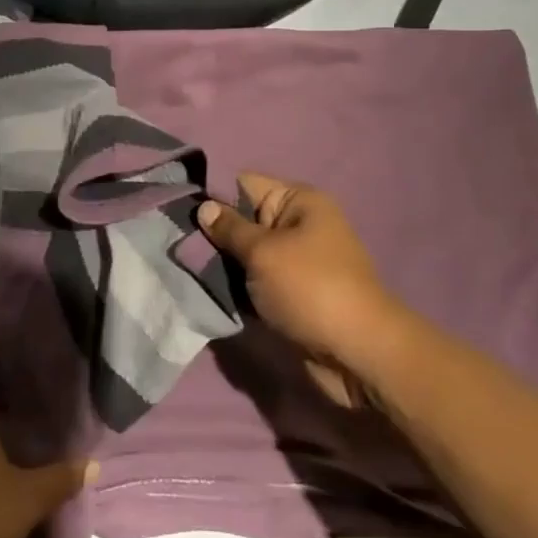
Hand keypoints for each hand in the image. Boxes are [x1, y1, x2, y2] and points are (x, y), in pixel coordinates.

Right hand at [197, 173, 407, 386]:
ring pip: (246, 254)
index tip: (181, 213)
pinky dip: (237, 288)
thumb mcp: (263, 252)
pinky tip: (210, 292)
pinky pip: (256, 281)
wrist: (358, 353)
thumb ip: (229, 228)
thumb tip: (204, 207)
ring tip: (189, 271)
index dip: (214, 196)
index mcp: (298, 201)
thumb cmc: (310, 288)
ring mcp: (296, 261)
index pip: (245, 184)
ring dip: (223, 266)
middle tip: (179, 247)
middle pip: (243, 220)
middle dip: (214, 235)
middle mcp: (298, 225)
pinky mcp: (292, 294)